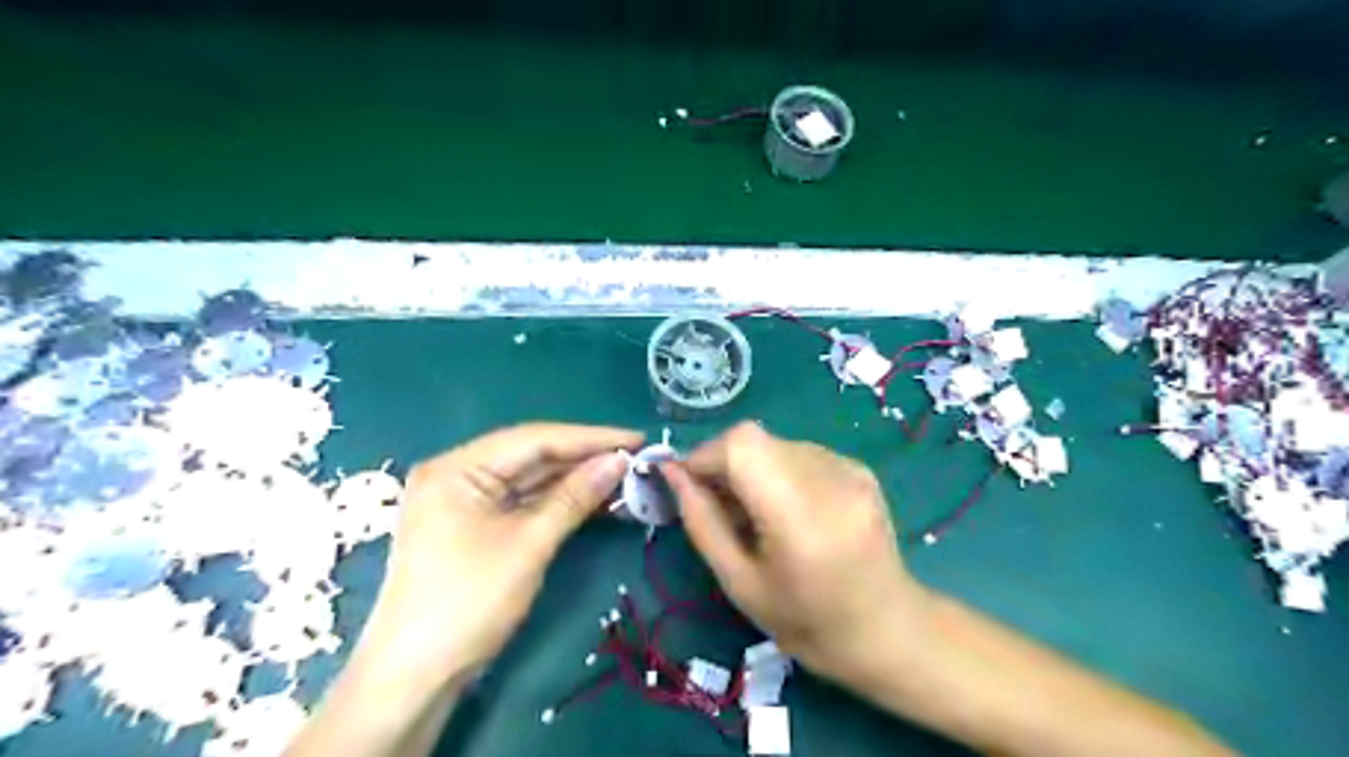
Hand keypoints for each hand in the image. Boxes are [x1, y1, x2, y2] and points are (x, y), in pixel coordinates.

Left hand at [352, 422, 638, 689]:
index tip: (636, 438)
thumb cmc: (468, 603)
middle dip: (584, 458)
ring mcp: (465, 501)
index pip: (534, 439)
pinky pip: (524, 502)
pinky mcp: (474, 525)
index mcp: (457, 467)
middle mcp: (458, 473)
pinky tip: (595, 500)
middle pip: (531, 455)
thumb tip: (619, 460)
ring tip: (624, 478)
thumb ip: (575, 496)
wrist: (415, 676)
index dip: (589, 438)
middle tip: (635, 458)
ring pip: (531, 479)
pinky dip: (559, 502)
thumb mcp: (528, 545)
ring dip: (575, 480)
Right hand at [663, 423, 934, 687]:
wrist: (886, 630)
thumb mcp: (739, 582)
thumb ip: (701, 522)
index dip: (705, 456)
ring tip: (756, 512)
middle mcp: (829, 478)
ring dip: (751, 467)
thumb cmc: (805, 621)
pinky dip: (779, 471)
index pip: (742, 445)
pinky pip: (800, 453)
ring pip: (775, 444)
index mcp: (800, 514)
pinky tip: (789, 510)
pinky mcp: (859, 468)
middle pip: (755, 439)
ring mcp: (850, 468)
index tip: (688, 484)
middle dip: (723, 463)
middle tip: (718, 504)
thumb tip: (672, 473)